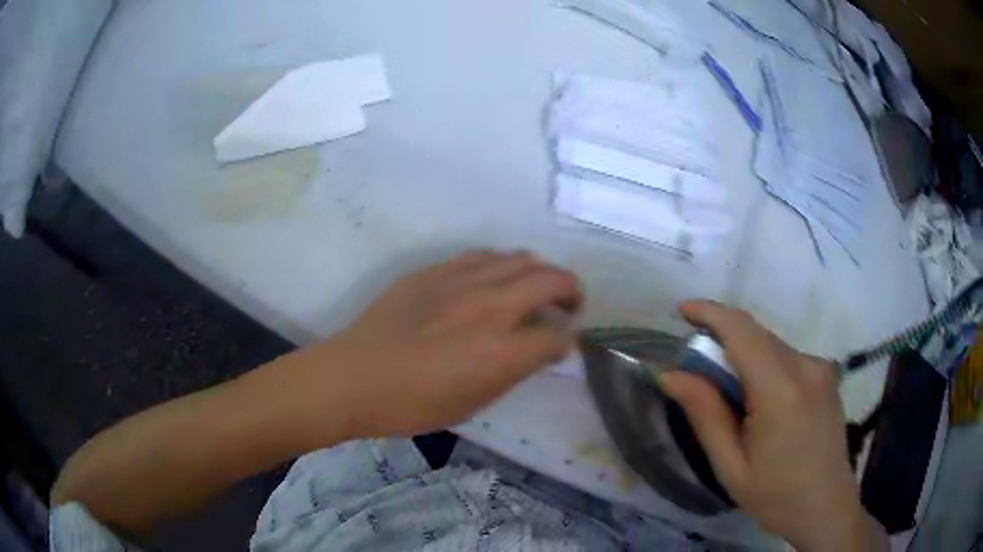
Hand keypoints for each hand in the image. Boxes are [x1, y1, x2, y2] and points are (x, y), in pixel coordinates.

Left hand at [292, 250, 581, 439]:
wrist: (354, 377)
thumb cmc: (412, 405)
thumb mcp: (473, 403)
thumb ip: (513, 372)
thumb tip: (538, 350)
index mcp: (501, 351)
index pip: (558, 336)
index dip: (568, 341)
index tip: (564, 345)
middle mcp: (490, 307)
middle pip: (551, 281)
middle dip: (571, 291)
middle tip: (570, 305)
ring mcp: (461, 281)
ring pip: (520, 258)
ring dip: (539, 273)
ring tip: (536, 288)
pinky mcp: (435, 270)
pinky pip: (482, 256)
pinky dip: (502, 265)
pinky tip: (494, 280)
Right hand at [660, 301, 883, 550]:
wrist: (826, 506)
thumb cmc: (775, 495)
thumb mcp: (730, 465)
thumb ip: (705, 415)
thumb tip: (671, 375)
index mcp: (781, 390)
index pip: (742, 331)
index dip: (711, 313)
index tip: (683, 311)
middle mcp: (805, 367)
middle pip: (757, 335)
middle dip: (723, 338)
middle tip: (696, 368)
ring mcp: (820, 369)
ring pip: (772, 344)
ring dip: (745, 355)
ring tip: (729, 395)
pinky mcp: (827, 376)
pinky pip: (788, 357)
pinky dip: (765, 365)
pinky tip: (760, 401)